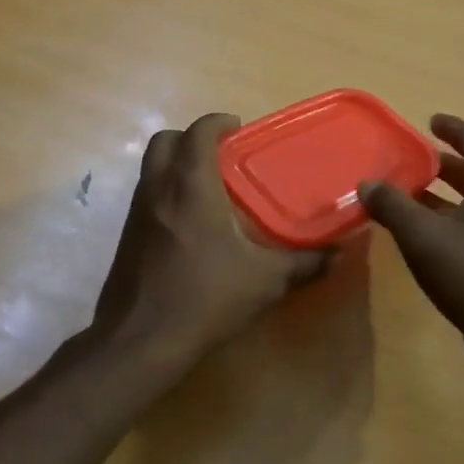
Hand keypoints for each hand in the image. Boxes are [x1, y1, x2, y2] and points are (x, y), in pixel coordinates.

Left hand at [93, 113, 330, 359]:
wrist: (140, 340)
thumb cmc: (205, 298)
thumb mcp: (265, 281)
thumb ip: (304, 263)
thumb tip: (338, 255)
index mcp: (190, 186)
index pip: (198, 131)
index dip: (218, 122)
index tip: (238, 129)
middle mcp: (157, 189)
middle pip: (165, 140)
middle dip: (191, 138)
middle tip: (221, 156)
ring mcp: (135, 213)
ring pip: (150, 168)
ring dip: (175, 165)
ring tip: (209, 189)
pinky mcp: (125, 237)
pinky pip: (146, 196)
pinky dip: (165, 192)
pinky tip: (190, 226)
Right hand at [360, 115, 463, 376]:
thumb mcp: (423, 237)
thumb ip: (393, 206)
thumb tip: (367, 183)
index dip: (452, 128)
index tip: (430, 121)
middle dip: (446, 163)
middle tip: (415, 160)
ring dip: (447, 195)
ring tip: (412, 196)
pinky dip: (453, 219)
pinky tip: (428, 236)